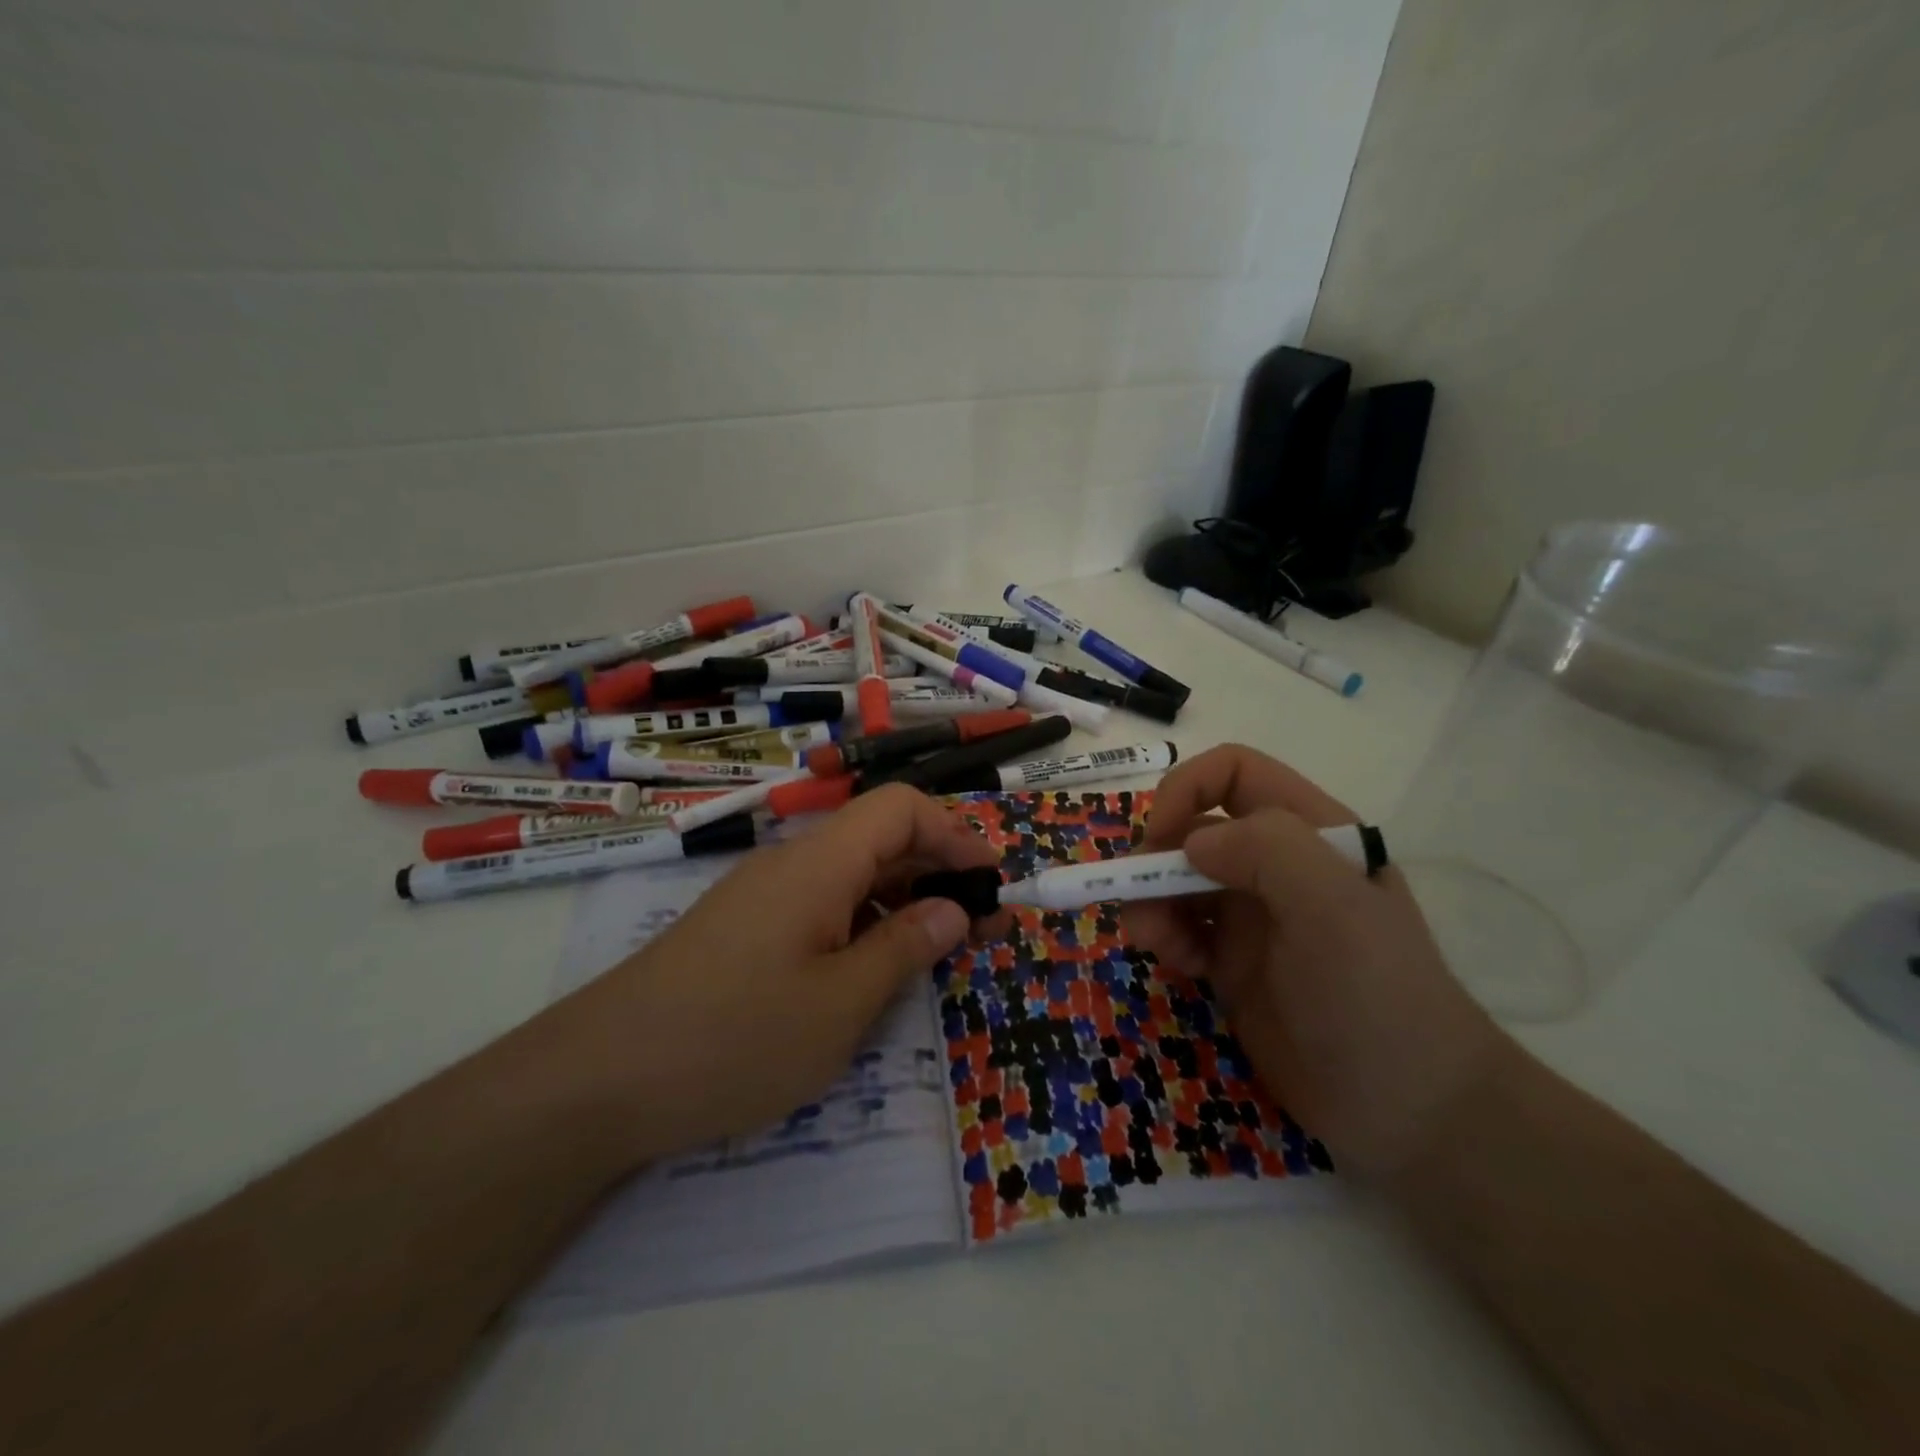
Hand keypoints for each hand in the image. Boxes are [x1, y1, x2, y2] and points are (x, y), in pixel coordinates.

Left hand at [551, 784, 1004, 1163]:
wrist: (597, 1081)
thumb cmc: (734, 1038)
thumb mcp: (839, 1004)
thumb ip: (904, 949)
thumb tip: (952, 909)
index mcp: (819, 864)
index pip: (900, 808)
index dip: (955, 834)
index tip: (992, 880)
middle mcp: (791, 865)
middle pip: (879, 840)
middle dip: (939, 873)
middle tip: (985, 926)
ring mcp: (762, 898)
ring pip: (851, 878)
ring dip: (903, 903)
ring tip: (942, 951)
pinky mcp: (743, 931)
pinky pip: (820, 909)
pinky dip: (863, 927)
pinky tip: (873, 971)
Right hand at [1125, 744, 1511, 1178]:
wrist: (1410, 1113)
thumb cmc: (1376, 996)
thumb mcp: (1334, 909)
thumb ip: (1267, 851)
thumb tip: (1191, 843)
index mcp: (1309, 832)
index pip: (1234, 773)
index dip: (1186, 789)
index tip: (1159, 836)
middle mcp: (1277, 864)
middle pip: (1193, 828)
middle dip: (1156, 856)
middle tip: (1136, 898)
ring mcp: (1253, 915)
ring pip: (1177, 879)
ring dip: (1150, 900)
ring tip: (1149, 941)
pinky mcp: (1233, 963)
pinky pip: (1180, 928)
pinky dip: (1164, 936)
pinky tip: (1175, 965)